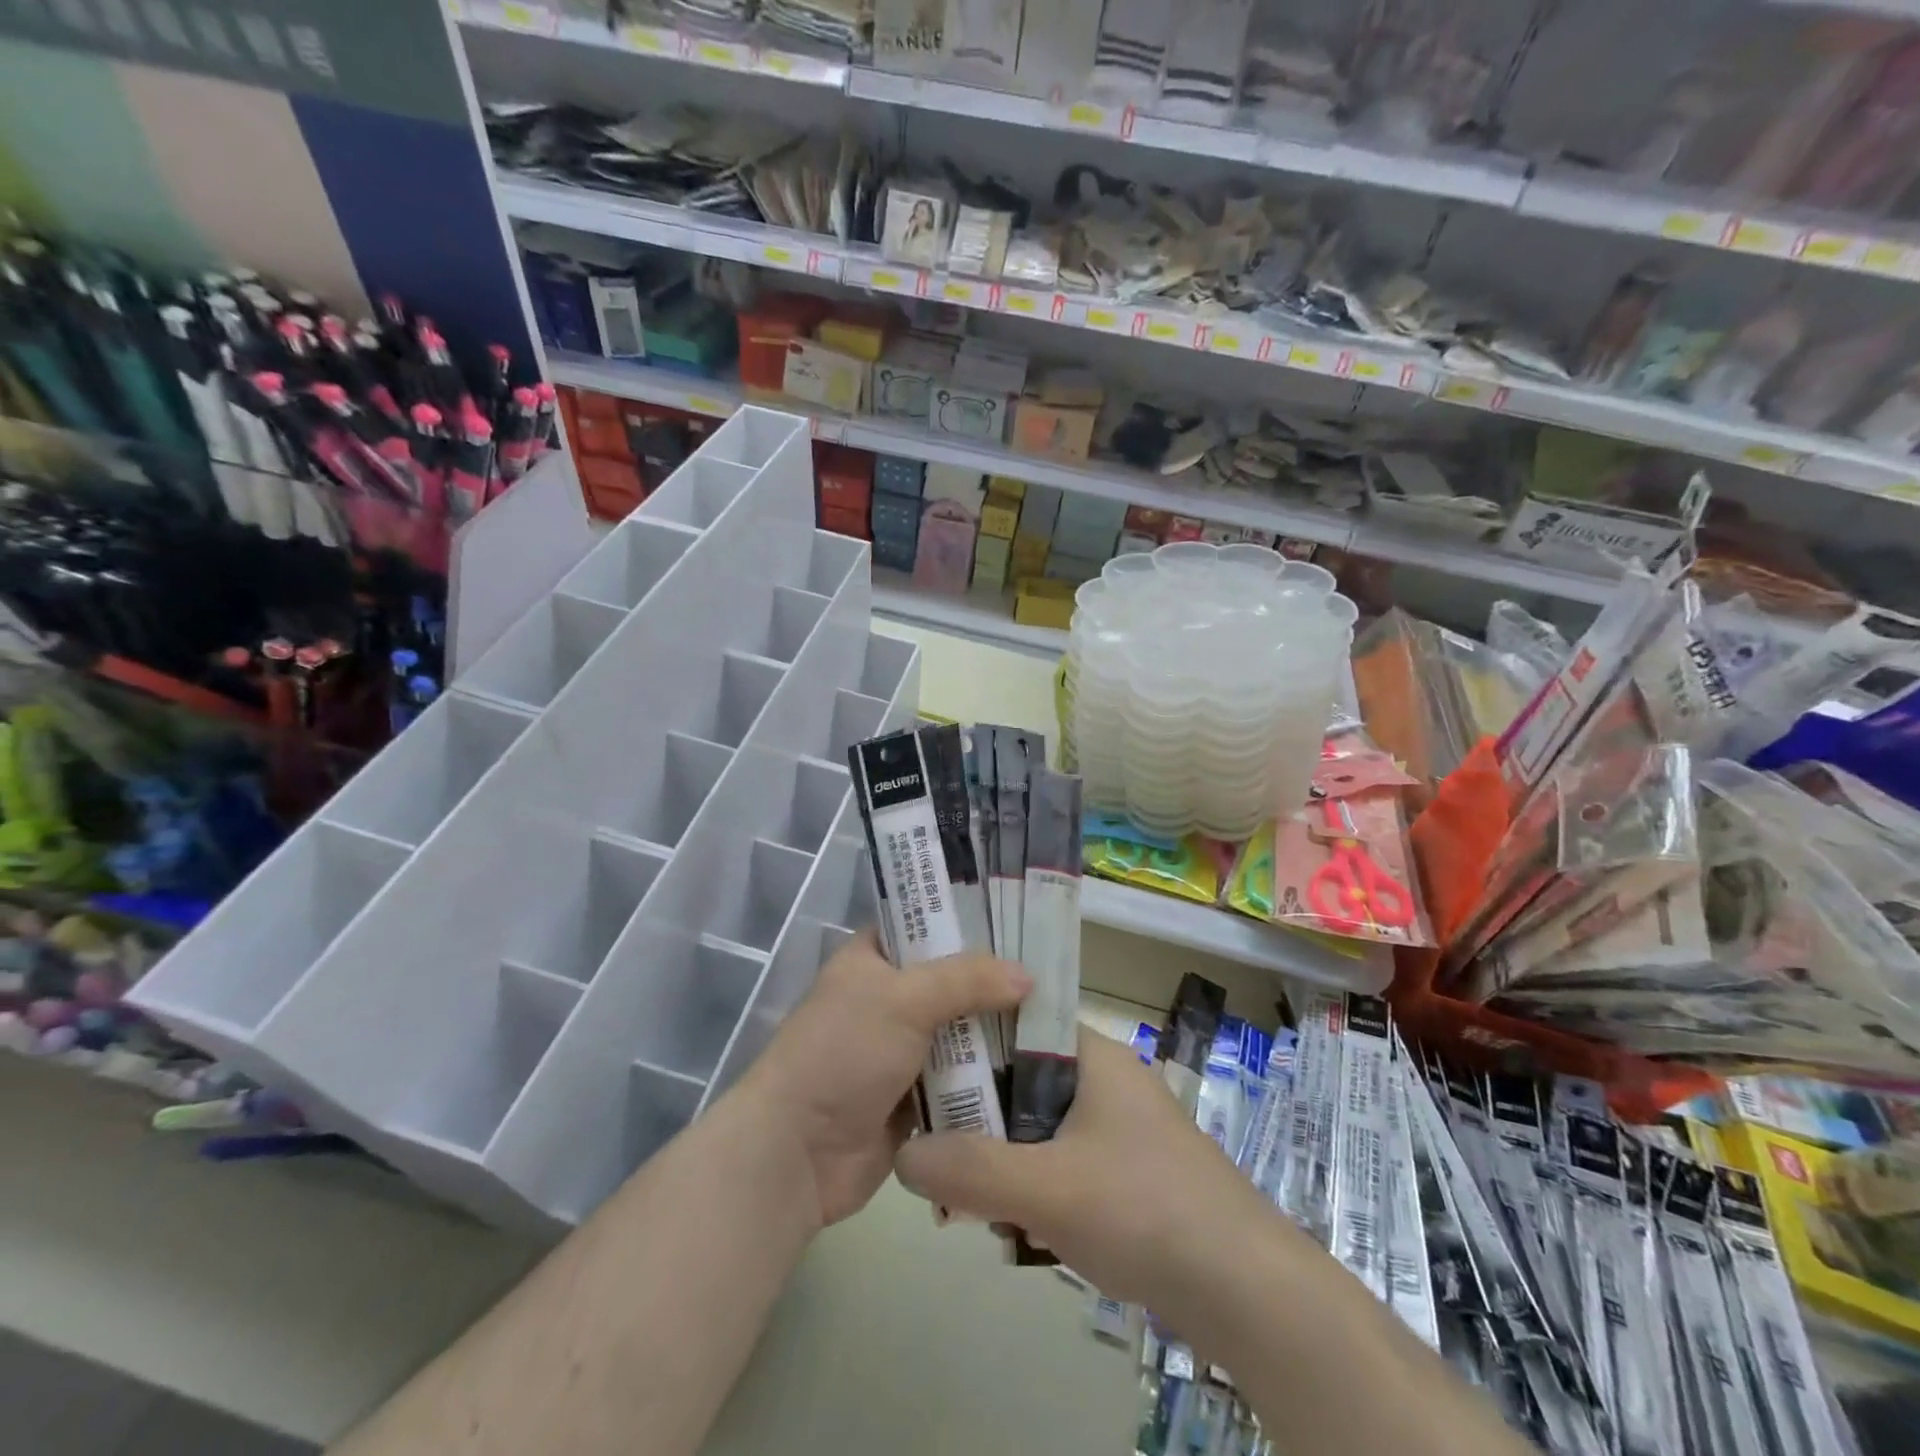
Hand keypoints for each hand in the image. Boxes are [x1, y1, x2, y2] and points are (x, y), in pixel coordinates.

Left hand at [737, 930, 1029, 1229]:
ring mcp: (903, 1049)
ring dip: (999, 1033)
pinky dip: (990, 1077)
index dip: (968, 919)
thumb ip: (966, 979)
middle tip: (1056, 974)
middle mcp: (889, 998)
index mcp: (873, 958)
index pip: (925, 924)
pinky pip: (963, 1079)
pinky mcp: (916, 1097)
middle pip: (953, 980)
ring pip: (962, 1031)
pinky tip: (1040, 1071)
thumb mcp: (903, 999)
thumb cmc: (843, 1053)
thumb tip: (1028, 975)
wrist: (797, 1154)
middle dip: (996, 982)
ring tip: (1059, 1022)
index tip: (1021, 919)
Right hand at [893, 1026, 1281, 1323]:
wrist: (1248, 1292)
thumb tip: (902, 1154)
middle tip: (940, 1157)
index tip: (925, 1076)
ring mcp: (1121, 1128)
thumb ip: (968, 1169)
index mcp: (1092, 1054)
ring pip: (1040, 1127)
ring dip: (1004, 1161)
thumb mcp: (1045, 1187)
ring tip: (971, 1207)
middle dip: (979, 1120)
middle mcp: (1106, 1079)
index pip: (1014, 1022)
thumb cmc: (1143, 1209)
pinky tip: (1018, 1231)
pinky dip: (1036, 1188)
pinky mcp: (1129, 1173)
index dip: (967, 1042)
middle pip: (1021, 1080)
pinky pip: (1064, 1163)